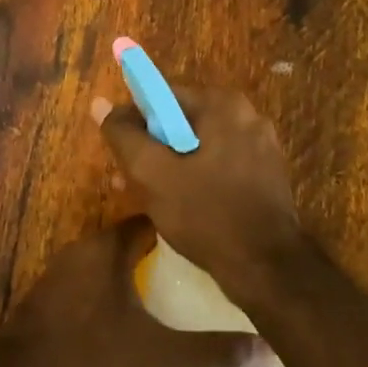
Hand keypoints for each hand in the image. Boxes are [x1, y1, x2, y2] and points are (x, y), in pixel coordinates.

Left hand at [0, 218, 276, 366]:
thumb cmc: (88, 358)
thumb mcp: (157, 359)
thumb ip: (212, 353)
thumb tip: (270, 350)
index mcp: (109, 246)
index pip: (155, 218)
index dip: (185, 227)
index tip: (214, 242)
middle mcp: (85, 247)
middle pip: (133, 237)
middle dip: (166, 251)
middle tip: (204, 272)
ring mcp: (63, 270)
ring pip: (112, 259)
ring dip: (139, 271)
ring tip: (176, 293)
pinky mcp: (51, 296)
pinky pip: (93, 280)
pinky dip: (116, 288)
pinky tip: (132, 316)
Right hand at [97, 85, 303, 296]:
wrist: (268, 269)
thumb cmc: (206, 213)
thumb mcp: (152, 173)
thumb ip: (123, 135)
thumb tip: (100, 104)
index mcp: (223, 104)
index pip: (162, 97)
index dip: (134, 123)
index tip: (121, 155)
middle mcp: (247, 116)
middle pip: (181, 123)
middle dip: (151, 150)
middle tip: (128, 181)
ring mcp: (261, 147)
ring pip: (199, 148)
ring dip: (170, 167)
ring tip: (148, 199)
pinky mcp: (266, 176)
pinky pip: (219, 166)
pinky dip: (197, 179)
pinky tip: (181, 208)